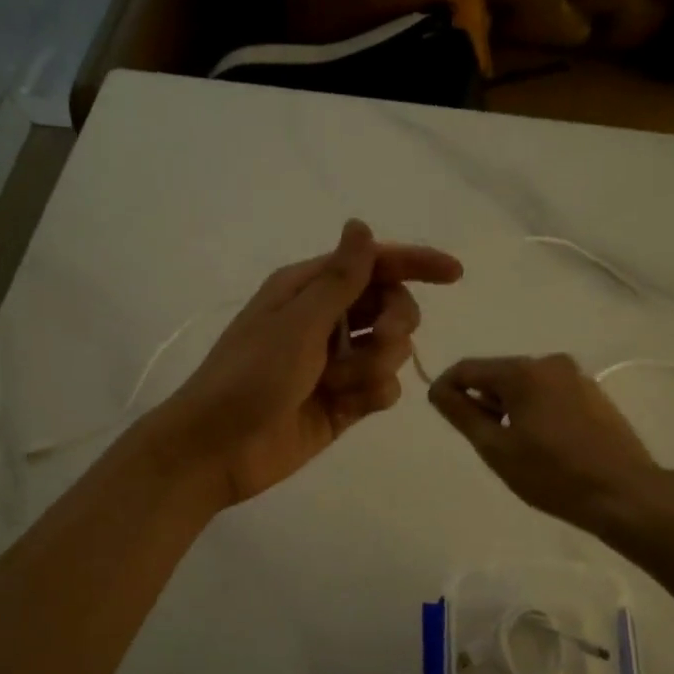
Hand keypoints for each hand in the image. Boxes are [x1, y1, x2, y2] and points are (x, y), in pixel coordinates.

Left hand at [156, 220, 462, 507]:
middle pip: (391, 306)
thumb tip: (360, 224)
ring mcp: (336, 363)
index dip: (416, 264)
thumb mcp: (297, 323)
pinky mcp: (344, 402)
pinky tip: (346, 406)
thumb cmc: (250, 376)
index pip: (374, 264)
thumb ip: (340, 279)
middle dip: (395, 322)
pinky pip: (383, 388)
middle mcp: (326, 320)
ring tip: (340, 384)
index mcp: (309, 289)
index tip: (455, 274)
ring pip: (392, 351)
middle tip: (381, 339)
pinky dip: (372, 394)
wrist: (218, 449)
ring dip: (376, 365)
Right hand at [429, 354, 660, 533]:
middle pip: (498, 375)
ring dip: (509, 409)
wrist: (624, 494)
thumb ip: (462, 414)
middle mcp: (550, 363)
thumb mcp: (496, 448)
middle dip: (482, 401)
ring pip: (525, 386)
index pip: (468, 369)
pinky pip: (549, 395)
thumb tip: (438, 390)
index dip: (446, 388)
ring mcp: (577, 378)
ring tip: (513, 448)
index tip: (439, 413)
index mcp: (524, 371)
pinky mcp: (594, 396)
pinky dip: (534, 412)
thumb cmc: (552, 474)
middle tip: (481, 441)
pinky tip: (542, 445)